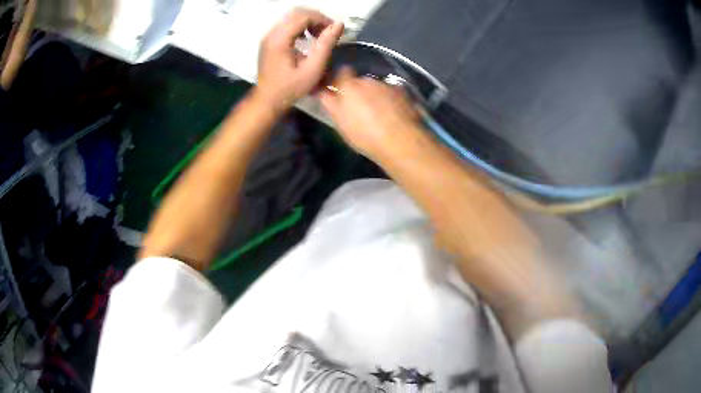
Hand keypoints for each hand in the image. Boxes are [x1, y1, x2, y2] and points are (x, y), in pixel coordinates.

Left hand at [256, 8, 343, 112]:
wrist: (267, 100)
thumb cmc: (290, 88)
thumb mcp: (313, 69)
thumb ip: (326, 45)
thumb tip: (339, 25)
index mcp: (280, 39)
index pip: (303, 16)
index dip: (322, 19)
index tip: (333, 31)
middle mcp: (272, 33)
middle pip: (296, 13)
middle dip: (316, 18)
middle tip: (327, 32)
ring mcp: (268, 36)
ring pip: (291, 17)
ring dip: (308, 21)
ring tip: (319, 36)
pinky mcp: (269, 40)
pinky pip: (286, 24)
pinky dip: (300, 26)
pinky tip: (307, 39)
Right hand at [319, 68, 424, 161]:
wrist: (401, 141)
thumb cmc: (364, 134)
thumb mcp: (340, 123)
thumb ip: (331, 104)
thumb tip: (324, 91)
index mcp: (349, 86)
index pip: (342, 72)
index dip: (340, 79)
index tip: (339, 90)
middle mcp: (369, 80)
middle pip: (360, 81)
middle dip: (359, 91)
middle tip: (359, 108)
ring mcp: (388, 86)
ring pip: (377, 87)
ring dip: (375, 96)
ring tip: (378, 114)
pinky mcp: (404, 93)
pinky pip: (392, 93)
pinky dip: (390, 100)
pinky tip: (392, 114)